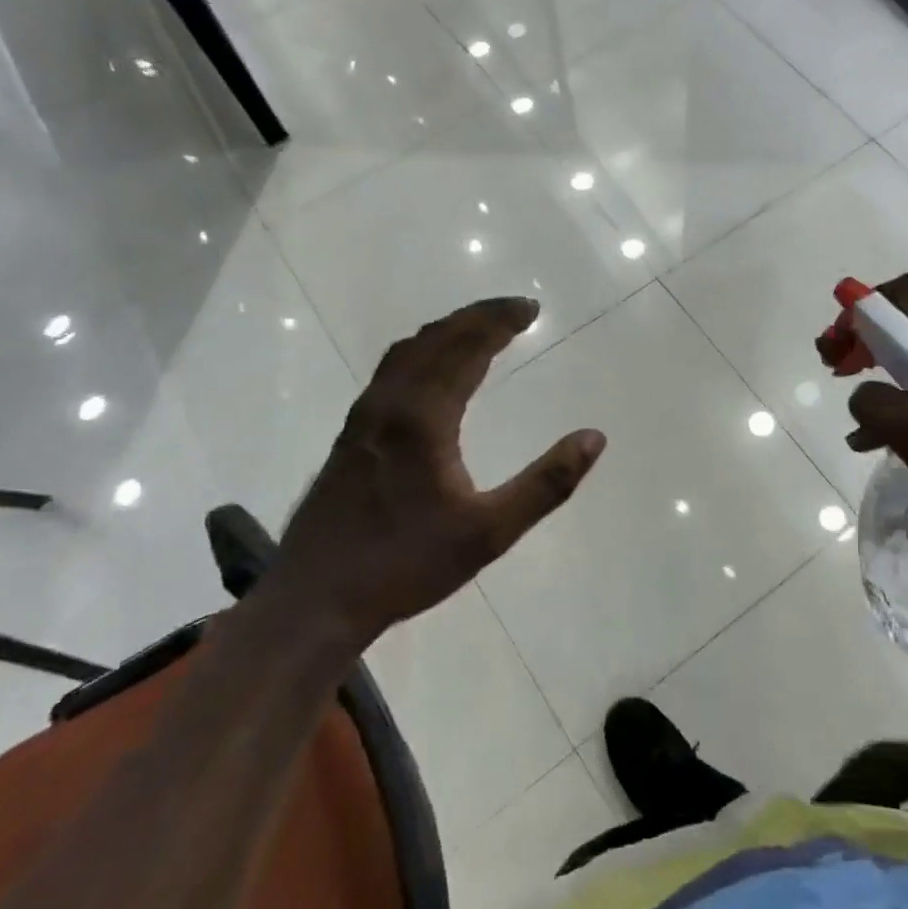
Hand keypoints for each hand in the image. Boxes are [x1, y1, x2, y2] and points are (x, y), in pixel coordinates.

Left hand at [278, 297, 605, 639]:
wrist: (314, 599)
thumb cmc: (405, 565)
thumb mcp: (489, 533)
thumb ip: (545, 485)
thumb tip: (593, 438)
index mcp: (422, 417)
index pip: (466, 347)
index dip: (500, 321)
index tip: (532, 308)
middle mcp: (389, 404)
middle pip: (435, 339)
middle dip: (477, 317)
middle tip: (516, 310)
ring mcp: (363, 418)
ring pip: (407, 353)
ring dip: (446, 331)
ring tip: (479, 329)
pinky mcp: (350, 435)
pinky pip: (391, 372)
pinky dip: (422, 352)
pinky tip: (430, 371)